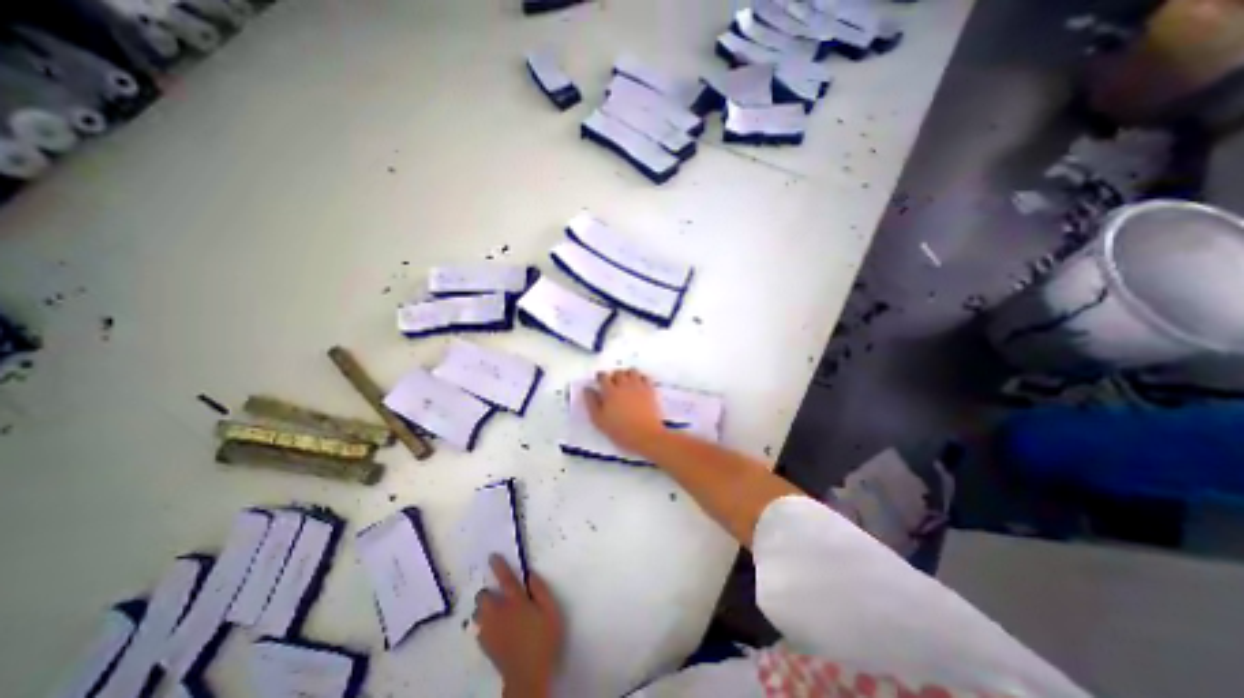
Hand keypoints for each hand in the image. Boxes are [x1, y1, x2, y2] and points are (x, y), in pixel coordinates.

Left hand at [474, 553, 565, 693]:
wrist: (528, 674)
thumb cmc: (543, 639)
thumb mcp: (550, 610)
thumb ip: (540, 589)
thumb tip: (530, 574)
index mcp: (516, 601)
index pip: (506, 578)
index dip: (498, 566)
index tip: (492, 557)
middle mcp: (499, 612)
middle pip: (483, 596)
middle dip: (487, 593)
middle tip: (497, 595)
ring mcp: (490, 629)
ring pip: (477, 612)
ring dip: (483, 609)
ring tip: (493, 612)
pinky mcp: (485, 645)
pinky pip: (478, 628)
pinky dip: (482, 624)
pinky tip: (492, 628)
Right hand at [588, 369, 670, 454]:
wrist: (645, 435)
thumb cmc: (620, 430)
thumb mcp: (599, 421)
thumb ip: (591, 403)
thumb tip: (588, 389)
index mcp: (610, 391)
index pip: (603, 376)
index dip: (600, 377)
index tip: (600, 382)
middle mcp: (624, 385)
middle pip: (617, 372)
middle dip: (614, 376)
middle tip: (613, 385)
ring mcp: (638, 386)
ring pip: (632, 371)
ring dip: (627, 374)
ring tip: (626, 383)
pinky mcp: (650, 390)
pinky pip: (645, 377)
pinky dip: (640, 378)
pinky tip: (639, 385)